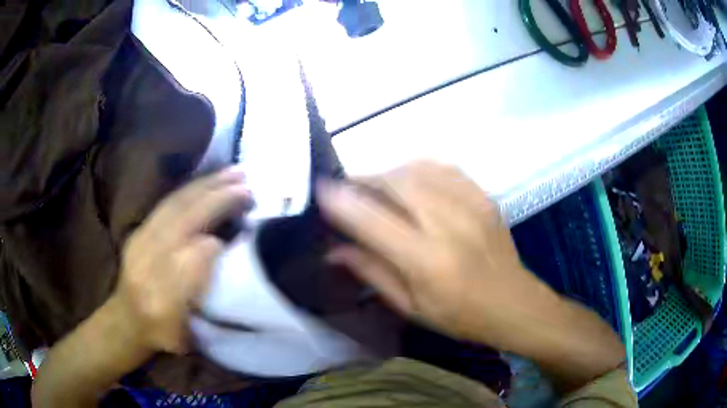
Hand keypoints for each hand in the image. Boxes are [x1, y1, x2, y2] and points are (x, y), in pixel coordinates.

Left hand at [114, 167, 250, 353]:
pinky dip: (192, 188)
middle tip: (248, 187)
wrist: (126, 319)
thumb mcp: (187, 334)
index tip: (245, 227)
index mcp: (162, 297)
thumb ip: (203, 302)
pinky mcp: (140, 227)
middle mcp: (148, 262)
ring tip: (235, 172)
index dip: (216, 243)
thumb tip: (215, 250)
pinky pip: (168, 202)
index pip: (190, 261)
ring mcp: (141, 239)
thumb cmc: (162, 332)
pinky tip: (210, 179)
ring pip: (176, 205)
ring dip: (207, 186)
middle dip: (217, 201)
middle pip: (183, 222)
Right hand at [317, 161, 549, 345]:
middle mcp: (448, 225)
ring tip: (378, 187)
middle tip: (350, 189)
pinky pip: (443, 168)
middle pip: (395, 183)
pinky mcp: (484, 196)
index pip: (373, 221)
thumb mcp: (410, 306)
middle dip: (365, 180)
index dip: (342, 202)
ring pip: (417, 169)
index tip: (321, 188)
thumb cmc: (460, 315)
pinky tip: (412, 181)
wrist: (514, 303)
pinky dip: (419, 169)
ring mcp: (470, 205)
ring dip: (389, 173)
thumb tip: (333, 250)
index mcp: (427, 260)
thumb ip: (371, 272)